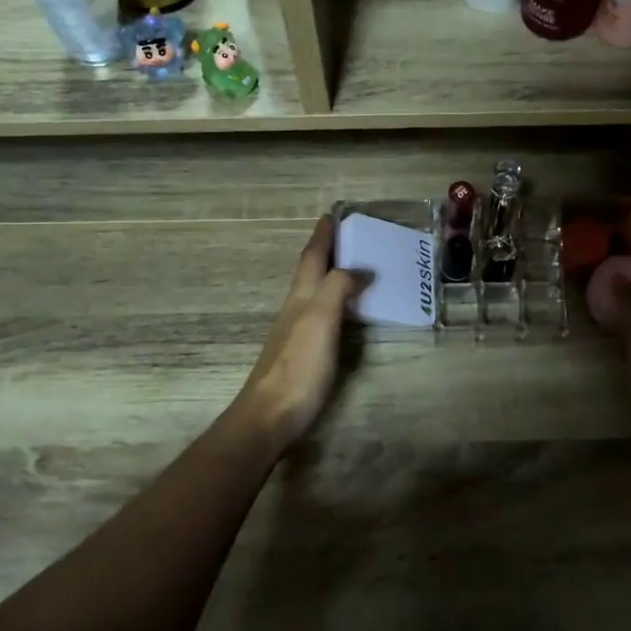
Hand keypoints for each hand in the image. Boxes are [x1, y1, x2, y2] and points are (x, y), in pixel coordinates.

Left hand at [232, 216, 365, 448]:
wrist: (270, 416)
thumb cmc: (298, 366)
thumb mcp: (320, 319)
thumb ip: (338, 288)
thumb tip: (360, 268)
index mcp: (301, 296)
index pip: (312, 257)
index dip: (322, 236)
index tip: (333, 214)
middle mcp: (296, 309)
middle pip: (311, 272)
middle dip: (327, 251)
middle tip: (351, 236)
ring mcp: (297, 332)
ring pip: (315, 292)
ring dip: (332, 276)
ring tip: (355, 268)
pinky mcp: (303, 354)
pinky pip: (322, 315)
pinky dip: (336, 303)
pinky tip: (346, 312)